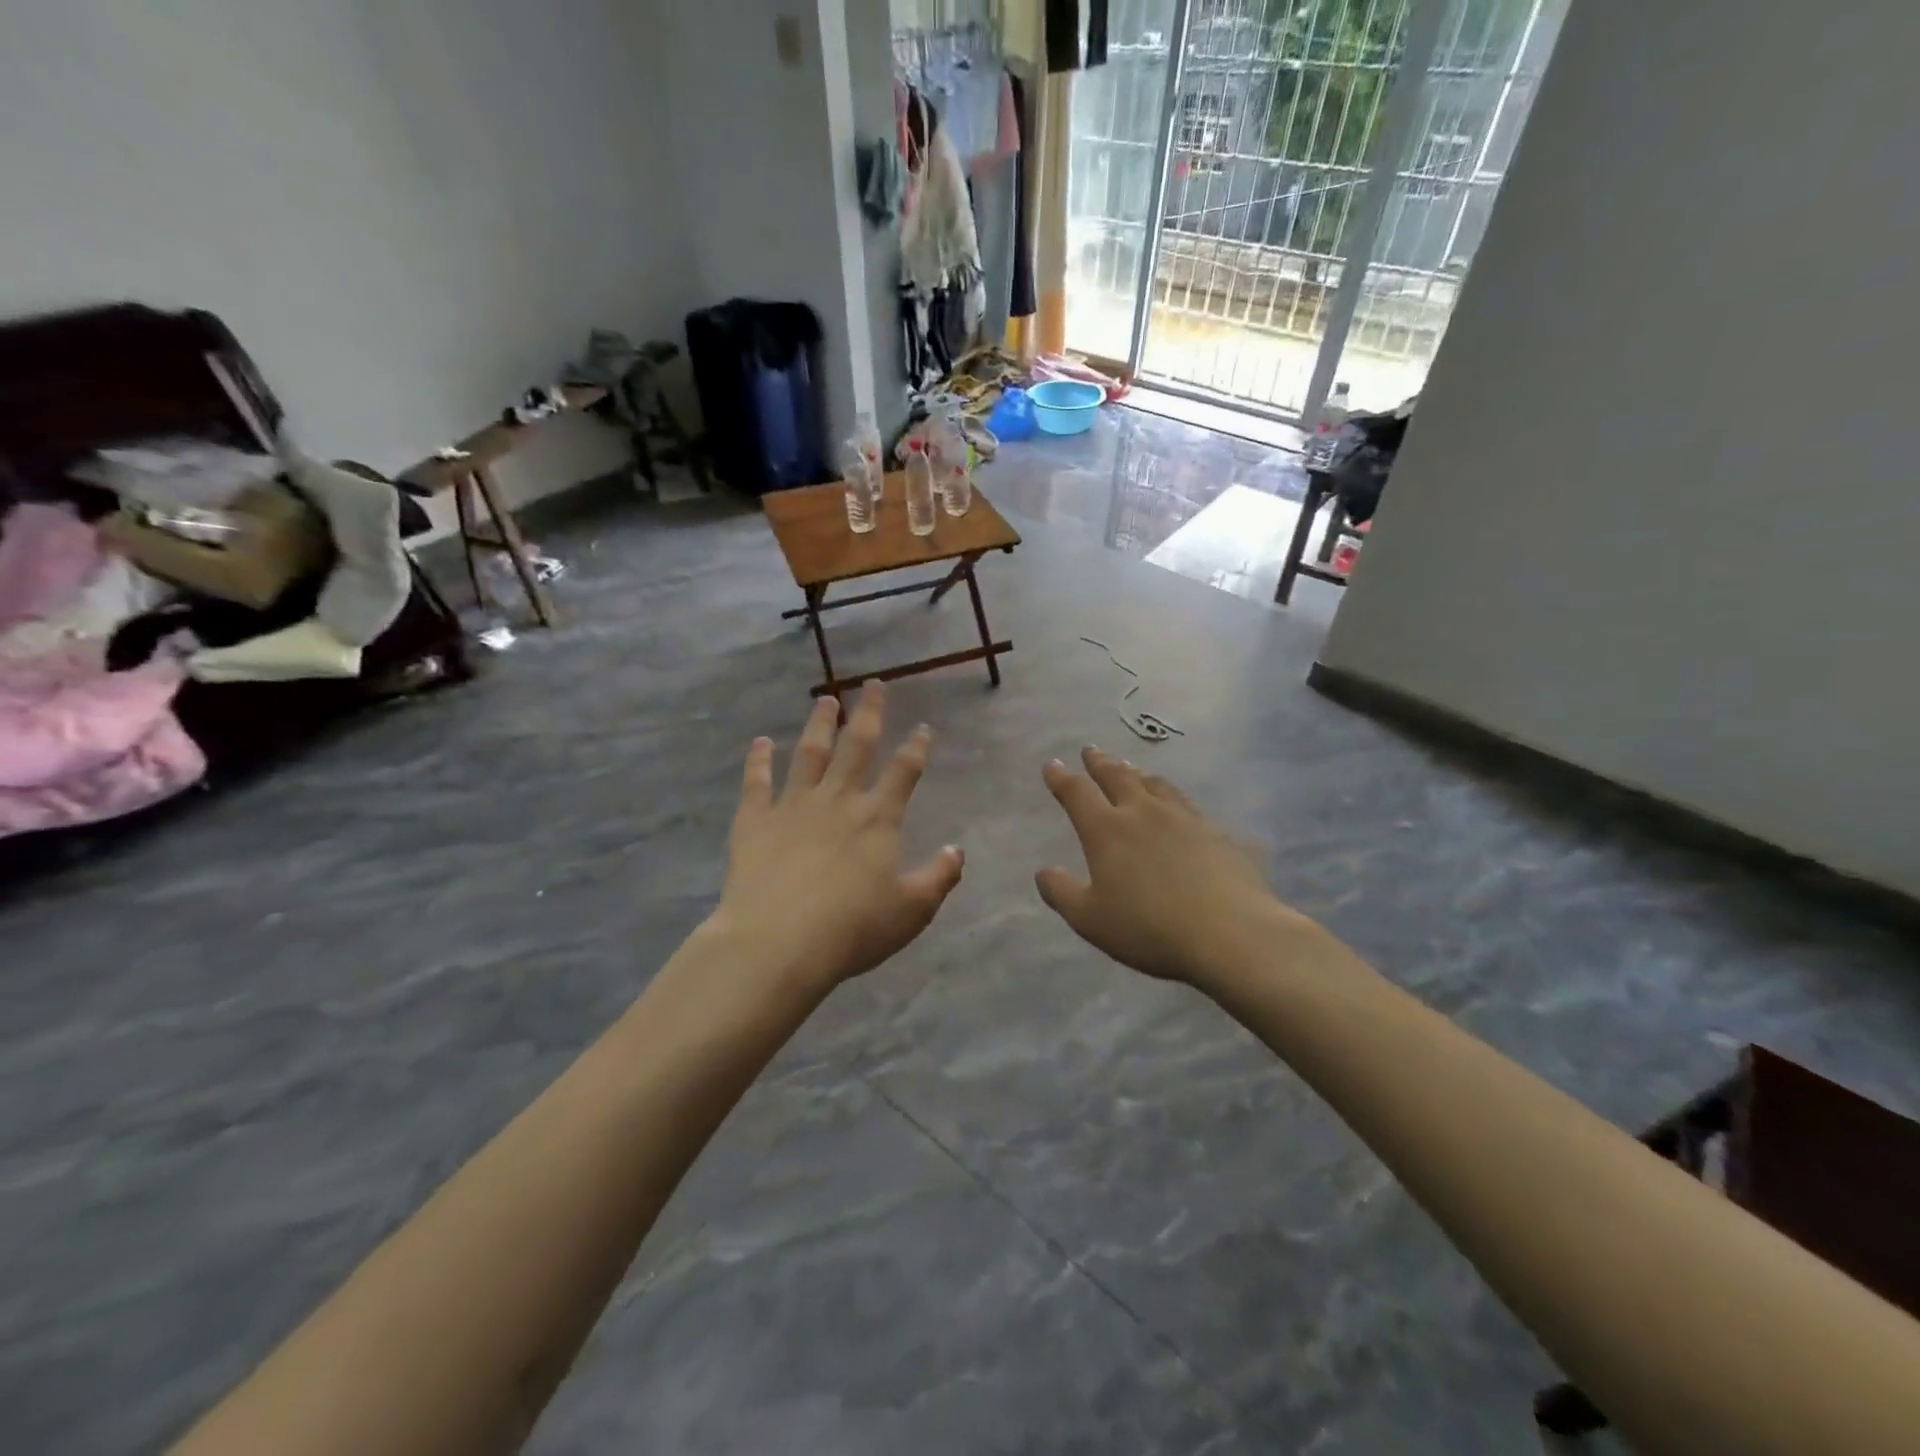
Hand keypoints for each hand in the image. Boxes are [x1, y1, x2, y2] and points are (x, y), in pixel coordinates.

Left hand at [714, 683, 963, 992]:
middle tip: (874, 685)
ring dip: (820, 724)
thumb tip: (958, 850)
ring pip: (809, 753)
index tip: (924, 728)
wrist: (778, 942)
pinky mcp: (755, 820)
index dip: (916, 748)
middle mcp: (838, 800)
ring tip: (826, 700)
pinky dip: (758, 760)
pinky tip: (761, 741)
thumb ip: (939, 877)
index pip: (903, 773)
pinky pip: (757, 782)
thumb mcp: (911, 910)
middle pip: (857, 747)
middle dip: (869, 713)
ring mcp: (793, 806)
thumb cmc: (853, 929)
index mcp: (878, 819)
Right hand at [1037, 749, 1304, 986]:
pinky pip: (1189, 805)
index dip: (1062, 778)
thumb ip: (1062, 893)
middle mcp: (1144, 813)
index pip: (1078, 793)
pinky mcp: (1217, 832)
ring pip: (1156, 785)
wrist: (1231, 933)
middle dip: (1100, 763)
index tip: (1053, 765)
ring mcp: (1185, 818)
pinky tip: (1180, 806)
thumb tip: (1044, 871)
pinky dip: (1174, 798)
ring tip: (1132, 768)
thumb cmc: (1149, 928)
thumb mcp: (1090, 919)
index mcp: (1107, 830)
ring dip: (1138, 774)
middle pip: (1118, 777)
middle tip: (1090, 751)